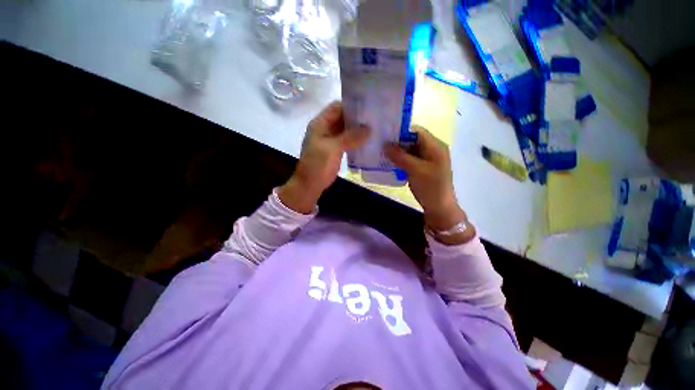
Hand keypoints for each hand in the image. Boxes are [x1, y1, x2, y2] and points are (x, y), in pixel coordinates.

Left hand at [279, 102, 368, 213]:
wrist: (310, 184)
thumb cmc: (317, 164)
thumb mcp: (332, 148)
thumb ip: (350, 137)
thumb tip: (368, 128)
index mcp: (320, 123)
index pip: (336, 107)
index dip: (351, 105)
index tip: (368, 107)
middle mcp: (326, 129)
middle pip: (343, 118)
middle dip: (357, 118)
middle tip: (375, 118)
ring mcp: (331, 140)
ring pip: (346, 130)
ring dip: (358, 129)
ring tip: (375, 128)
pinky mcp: (336, 150)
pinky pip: (348, 141)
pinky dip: (356, 140)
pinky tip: (368, 141)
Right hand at [385, 126, 473, 242]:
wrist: (440, 208)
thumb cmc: (430, 187)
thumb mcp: (415, 170)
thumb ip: (400, 156)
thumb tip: (385, 144)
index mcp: (436, 146)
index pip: (417, 131)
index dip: (402, 132)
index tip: (386, 137)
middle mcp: (433, 149)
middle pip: (413, 140)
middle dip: (398, 143)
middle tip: (382, 146)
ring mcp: (429, 159)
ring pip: (411, 150)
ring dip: (399, 152)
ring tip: (384, 154)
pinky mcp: (424, 168)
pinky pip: (411, 159)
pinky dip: (402, 160)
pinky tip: (392, 163)